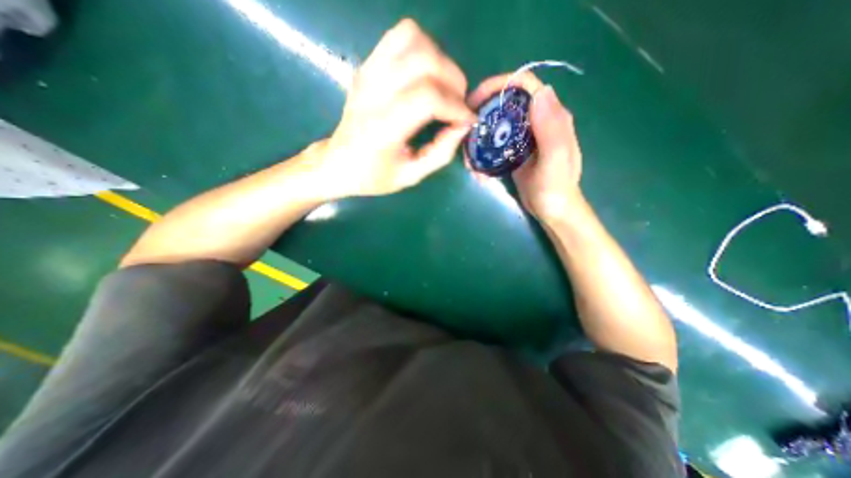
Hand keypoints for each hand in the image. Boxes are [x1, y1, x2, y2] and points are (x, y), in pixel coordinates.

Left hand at [318, 18, 477, 197]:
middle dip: (453, 81)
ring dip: (439, 61)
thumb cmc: (373, 175)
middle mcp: (374, 94)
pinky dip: (422, 48)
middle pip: (425, 62)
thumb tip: (463, 126)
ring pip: (413, 39)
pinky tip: (426, 74)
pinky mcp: (367, 66)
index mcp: (383, 128)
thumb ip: (440, 153)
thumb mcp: (411, 176)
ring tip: (444, 87)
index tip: (466, 120)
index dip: (456, 107)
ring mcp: (368, 74)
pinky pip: (399, 37)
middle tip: (458, 104)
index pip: (427, 98)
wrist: (338, 162)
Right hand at [465, 73, 585, 225]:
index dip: (499, 85)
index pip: (525, 86)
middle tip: (466, 129)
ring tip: (468, 152)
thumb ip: (550, 129)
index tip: (475, 100)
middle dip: (484, 111)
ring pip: (498, 123)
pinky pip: (496, 142)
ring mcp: (525, 136)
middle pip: (507, 102)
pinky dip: (484, 149)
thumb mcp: (555, 161)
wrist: (553, 210)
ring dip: (480, 134)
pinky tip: (476, 163)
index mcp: (551, 117)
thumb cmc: (555, 189)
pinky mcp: (515, 150)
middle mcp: (538, 121)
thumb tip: (540, 92)